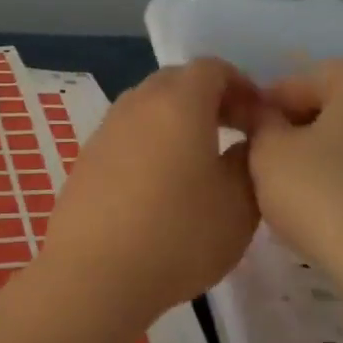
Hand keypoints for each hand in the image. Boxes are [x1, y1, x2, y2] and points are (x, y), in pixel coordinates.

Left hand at [37, 59, 261, 324]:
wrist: (94, 275)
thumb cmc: (177, 235)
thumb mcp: (239, 203)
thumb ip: (250, 161)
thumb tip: (245, 143)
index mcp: (177, 103)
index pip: (212, 68)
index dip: (242, 86)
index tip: (259, 119)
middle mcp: (135, 106)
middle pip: (174, 83)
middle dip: (208, 99)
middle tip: (233, 133)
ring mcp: (103, 133)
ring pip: (146, 109)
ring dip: (175, 122)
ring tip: (197, 162)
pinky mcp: (84, 163)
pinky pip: (124, 138)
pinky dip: (147, 146)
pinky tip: (157, 188)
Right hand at [247, 59, 342, 304]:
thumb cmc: (328, 197)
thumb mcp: (268, 154)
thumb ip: (258, 122)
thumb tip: (260, 113)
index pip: (295, 84)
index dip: (262, 115)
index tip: (244, 147)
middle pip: (333, 109)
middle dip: (299, 135)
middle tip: (269, 174)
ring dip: (327, 161)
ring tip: (302, 200)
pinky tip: (338, 217)